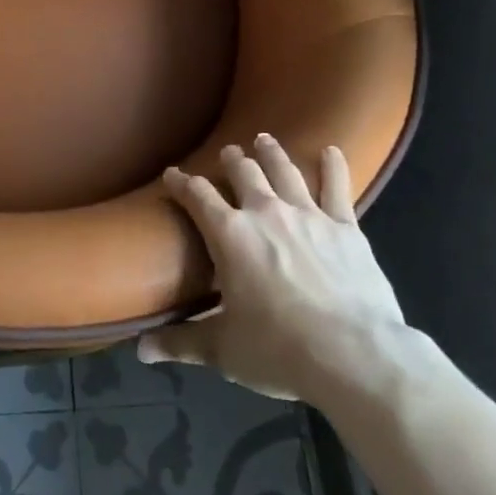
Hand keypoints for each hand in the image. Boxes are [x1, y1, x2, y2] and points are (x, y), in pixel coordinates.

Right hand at [139, 135, 413, 404]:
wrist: (355, 355)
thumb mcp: (223, 350)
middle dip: (232, 160)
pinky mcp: (345, 227)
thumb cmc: (280, 350)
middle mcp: (265, 212)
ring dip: (272, 153)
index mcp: (230, 235)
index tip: (172, 174)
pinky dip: (333, 166)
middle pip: (243, 172)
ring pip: (285, 170)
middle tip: (228, 153)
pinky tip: (331, 150)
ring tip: (264, 139)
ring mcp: (308, 215)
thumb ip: (181, 342)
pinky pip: (337, 187)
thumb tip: (140, 350)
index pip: (197, 196)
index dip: (181, 182)